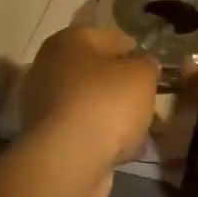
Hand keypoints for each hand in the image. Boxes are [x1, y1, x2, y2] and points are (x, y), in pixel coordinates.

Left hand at [18, 26, 159, 196]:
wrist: (69, 160)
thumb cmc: (107, 103)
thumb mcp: (142, 75)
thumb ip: (147, 65)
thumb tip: (143, 64)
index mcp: (68, 41)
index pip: (110, 37)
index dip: (136, 51)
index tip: (154, 69)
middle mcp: (48, 66)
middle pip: (96, 71)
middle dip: (122, 85)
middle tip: (148, 99)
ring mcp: (43, 103)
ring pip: (89, 102)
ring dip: (112, 113)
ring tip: (141, 128)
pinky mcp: (45, 136)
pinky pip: (82, 129)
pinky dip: (101, 136)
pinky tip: (123, 148)